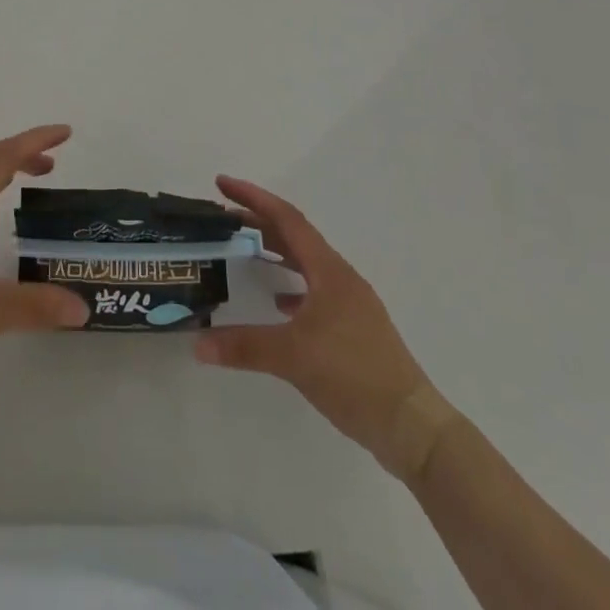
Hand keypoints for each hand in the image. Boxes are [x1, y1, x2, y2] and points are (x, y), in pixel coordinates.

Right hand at [195, 175, 457, 481]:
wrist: (411, 425)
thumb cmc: (354, 375)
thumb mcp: (294, 357)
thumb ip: (245, 346)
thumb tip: (198, 343)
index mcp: (329, 270)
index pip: (286, 219)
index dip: (253, 198)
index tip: (222, 184)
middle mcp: (340, 277)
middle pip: (295, 236)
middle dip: (259, 223)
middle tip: (223, 218)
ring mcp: (349, 303)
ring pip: (305, 264)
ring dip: (275, 251)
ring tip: (245, 251)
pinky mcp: (353, 329)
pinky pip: (314, 291)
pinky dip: (291, 287)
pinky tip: (277, 305)